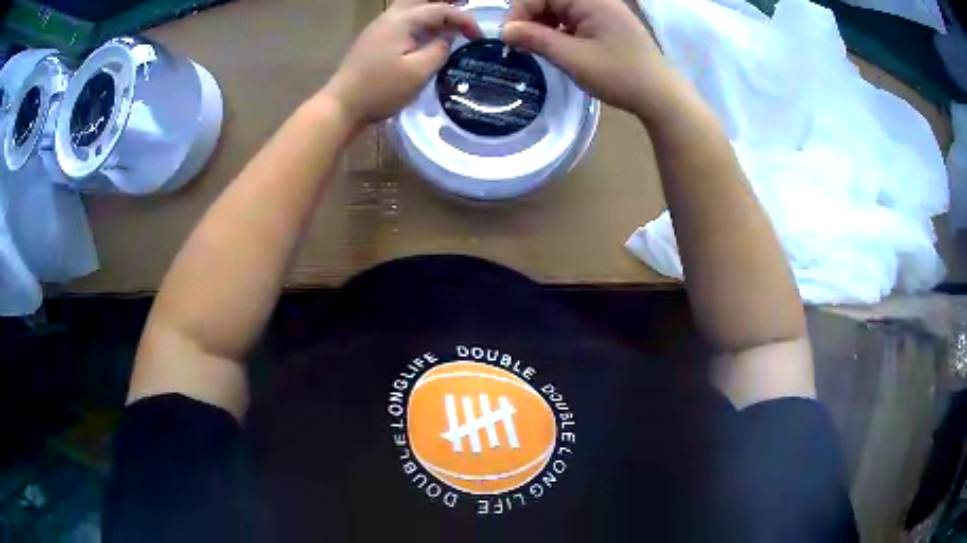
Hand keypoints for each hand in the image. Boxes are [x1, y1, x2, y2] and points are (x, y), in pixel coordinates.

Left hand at [323, 0, 481, 127]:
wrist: (342, 105)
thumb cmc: (380, 89)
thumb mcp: (418, 72)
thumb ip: (439, 49)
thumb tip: (448, 37)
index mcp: (402, 21)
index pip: (440, 10)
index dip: (464, 19)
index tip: (478, 36)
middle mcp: (389, 17)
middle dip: (445, 2)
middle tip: (464, 7)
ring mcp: (379, 27)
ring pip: (410, 7)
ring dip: (432, 9)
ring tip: (450, 19)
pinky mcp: (375, 39)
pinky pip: (403, 19)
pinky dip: (420, 19)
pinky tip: (429, 31)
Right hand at [502, 0, 680, 119]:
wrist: (660, 96)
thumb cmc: (619, 75)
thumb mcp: (573, 58)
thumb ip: (537, 39)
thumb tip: (504, 31)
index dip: (520, 11)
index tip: (511, 38)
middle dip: (531, 18)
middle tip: (522, 44)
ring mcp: (602, 10)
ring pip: (559, 9)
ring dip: (543, 25)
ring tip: (537, 48)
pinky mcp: (605, 23)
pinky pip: (573, 18)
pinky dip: (559, 30)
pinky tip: (557, 47)